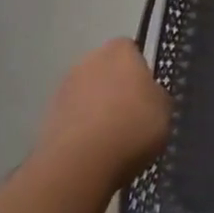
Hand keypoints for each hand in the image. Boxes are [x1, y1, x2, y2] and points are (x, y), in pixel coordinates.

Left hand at [37, 39, 171, 187]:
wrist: (80, 163)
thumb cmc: (132, 127)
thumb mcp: (165, 110)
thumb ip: (156, 96)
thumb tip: (149, 96)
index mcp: (120, 51)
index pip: (131, 49)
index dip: (140, 70)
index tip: (147, 93)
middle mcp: (89, 60)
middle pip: (106, 69)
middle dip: (116, 86)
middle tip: (131, 114)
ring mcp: (64, 86)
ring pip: (87, 92)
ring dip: (96, 107)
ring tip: (111, 137)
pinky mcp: (48, 115)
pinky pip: (73, 116)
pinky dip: (81, 127)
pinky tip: (93, 150)